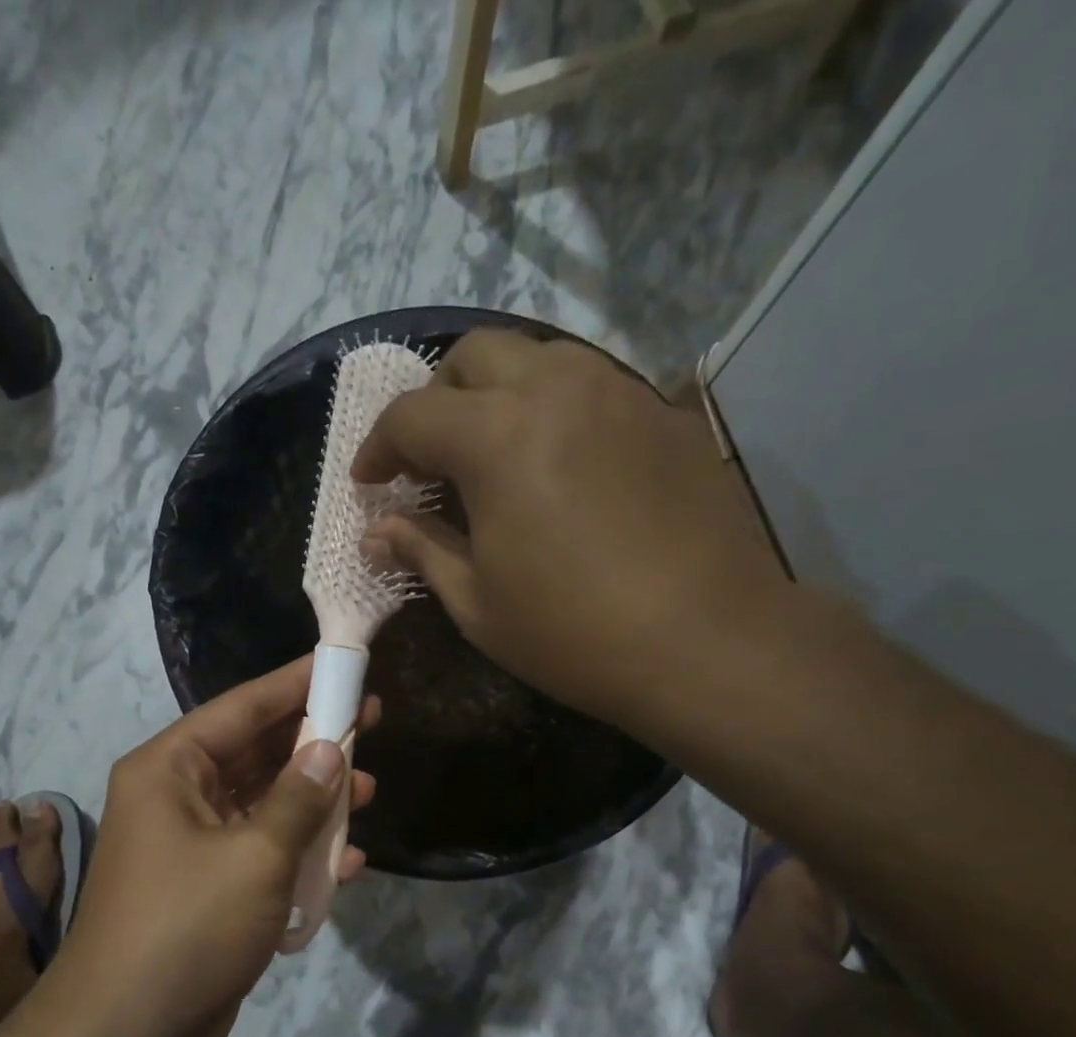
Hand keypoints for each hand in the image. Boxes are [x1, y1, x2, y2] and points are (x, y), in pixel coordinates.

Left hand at [47, 657, 378, 1036]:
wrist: (125, 1035)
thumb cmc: (187, 926)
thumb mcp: (255, 855)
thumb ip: (299, 798)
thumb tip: (330, 749)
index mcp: (170, 769)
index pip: (242, 708)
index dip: (295, 684)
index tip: (341, 665)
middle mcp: (177, 797)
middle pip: (256, 753)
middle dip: (313, 743)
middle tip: (371, 724)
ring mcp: (193, 845)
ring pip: (264, 804)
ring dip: (314, 801)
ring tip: (369, 793)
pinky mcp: (210, 888)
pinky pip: (262, 852)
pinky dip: (301, 852)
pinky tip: (348, 861)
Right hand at [354, 330, 786, 737]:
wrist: (705, 643)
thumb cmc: (573, 634)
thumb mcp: (477, 603)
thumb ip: (422, 551)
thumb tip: (378, 534)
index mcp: (497, 436)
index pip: (412, 415)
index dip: (378, 447)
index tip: (370, 483)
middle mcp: (557, 389)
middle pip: (474, 355)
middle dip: (436, 400)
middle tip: (429, 459)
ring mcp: (620, 393)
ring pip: (539, 358)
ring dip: (498, 394)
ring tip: (494, 455)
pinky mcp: (664, 414)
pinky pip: (593, 387)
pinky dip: (556, 410)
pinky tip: (562, 466)